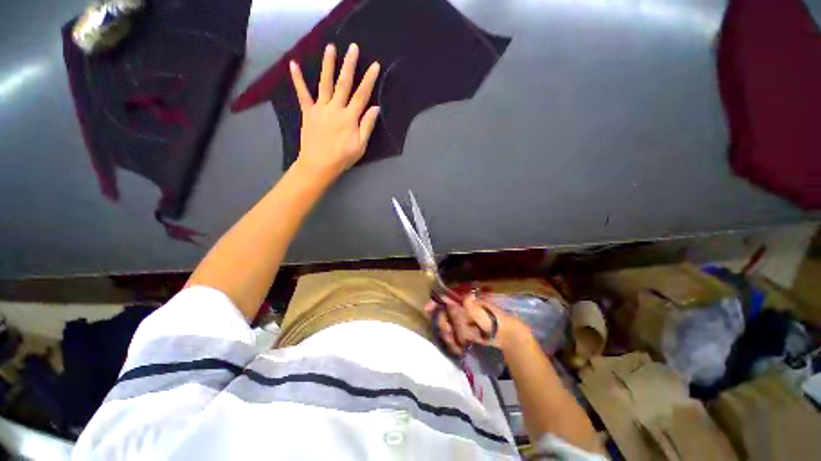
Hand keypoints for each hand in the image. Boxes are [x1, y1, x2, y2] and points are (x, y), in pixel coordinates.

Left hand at [289, 43, 380, 177]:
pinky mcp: (308, 112)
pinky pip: (302, 94)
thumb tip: (375, 108)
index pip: (362, 95)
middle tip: (353, 47)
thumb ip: (367, 126)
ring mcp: (320, 109)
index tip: (374, 65)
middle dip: (349, 65)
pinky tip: (292, 64)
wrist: (319, 165)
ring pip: (325, 83)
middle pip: (344, 84)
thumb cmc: (342, 158)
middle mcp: (335, 108)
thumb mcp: (360, 146)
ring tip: (330, 48)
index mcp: (350, 118)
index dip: (369, 79)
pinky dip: (297, 79)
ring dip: (328, 65)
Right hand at [425, 293, 529, 355]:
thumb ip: (471, 306)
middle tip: (448, 333)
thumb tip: (464, 297)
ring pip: (448, 327)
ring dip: (450, 336)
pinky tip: (460, 347)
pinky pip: (454, 336)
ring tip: (458, 343)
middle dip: (444, 325)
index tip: (427, 309)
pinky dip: (455, 343)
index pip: (446, 299)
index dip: (436, 302)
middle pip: (444, 315)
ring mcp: (462, 322)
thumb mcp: (483, 312)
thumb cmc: (495, 319)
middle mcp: (461, 309)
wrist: (506, 335)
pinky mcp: (464, 332)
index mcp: (465, 301)